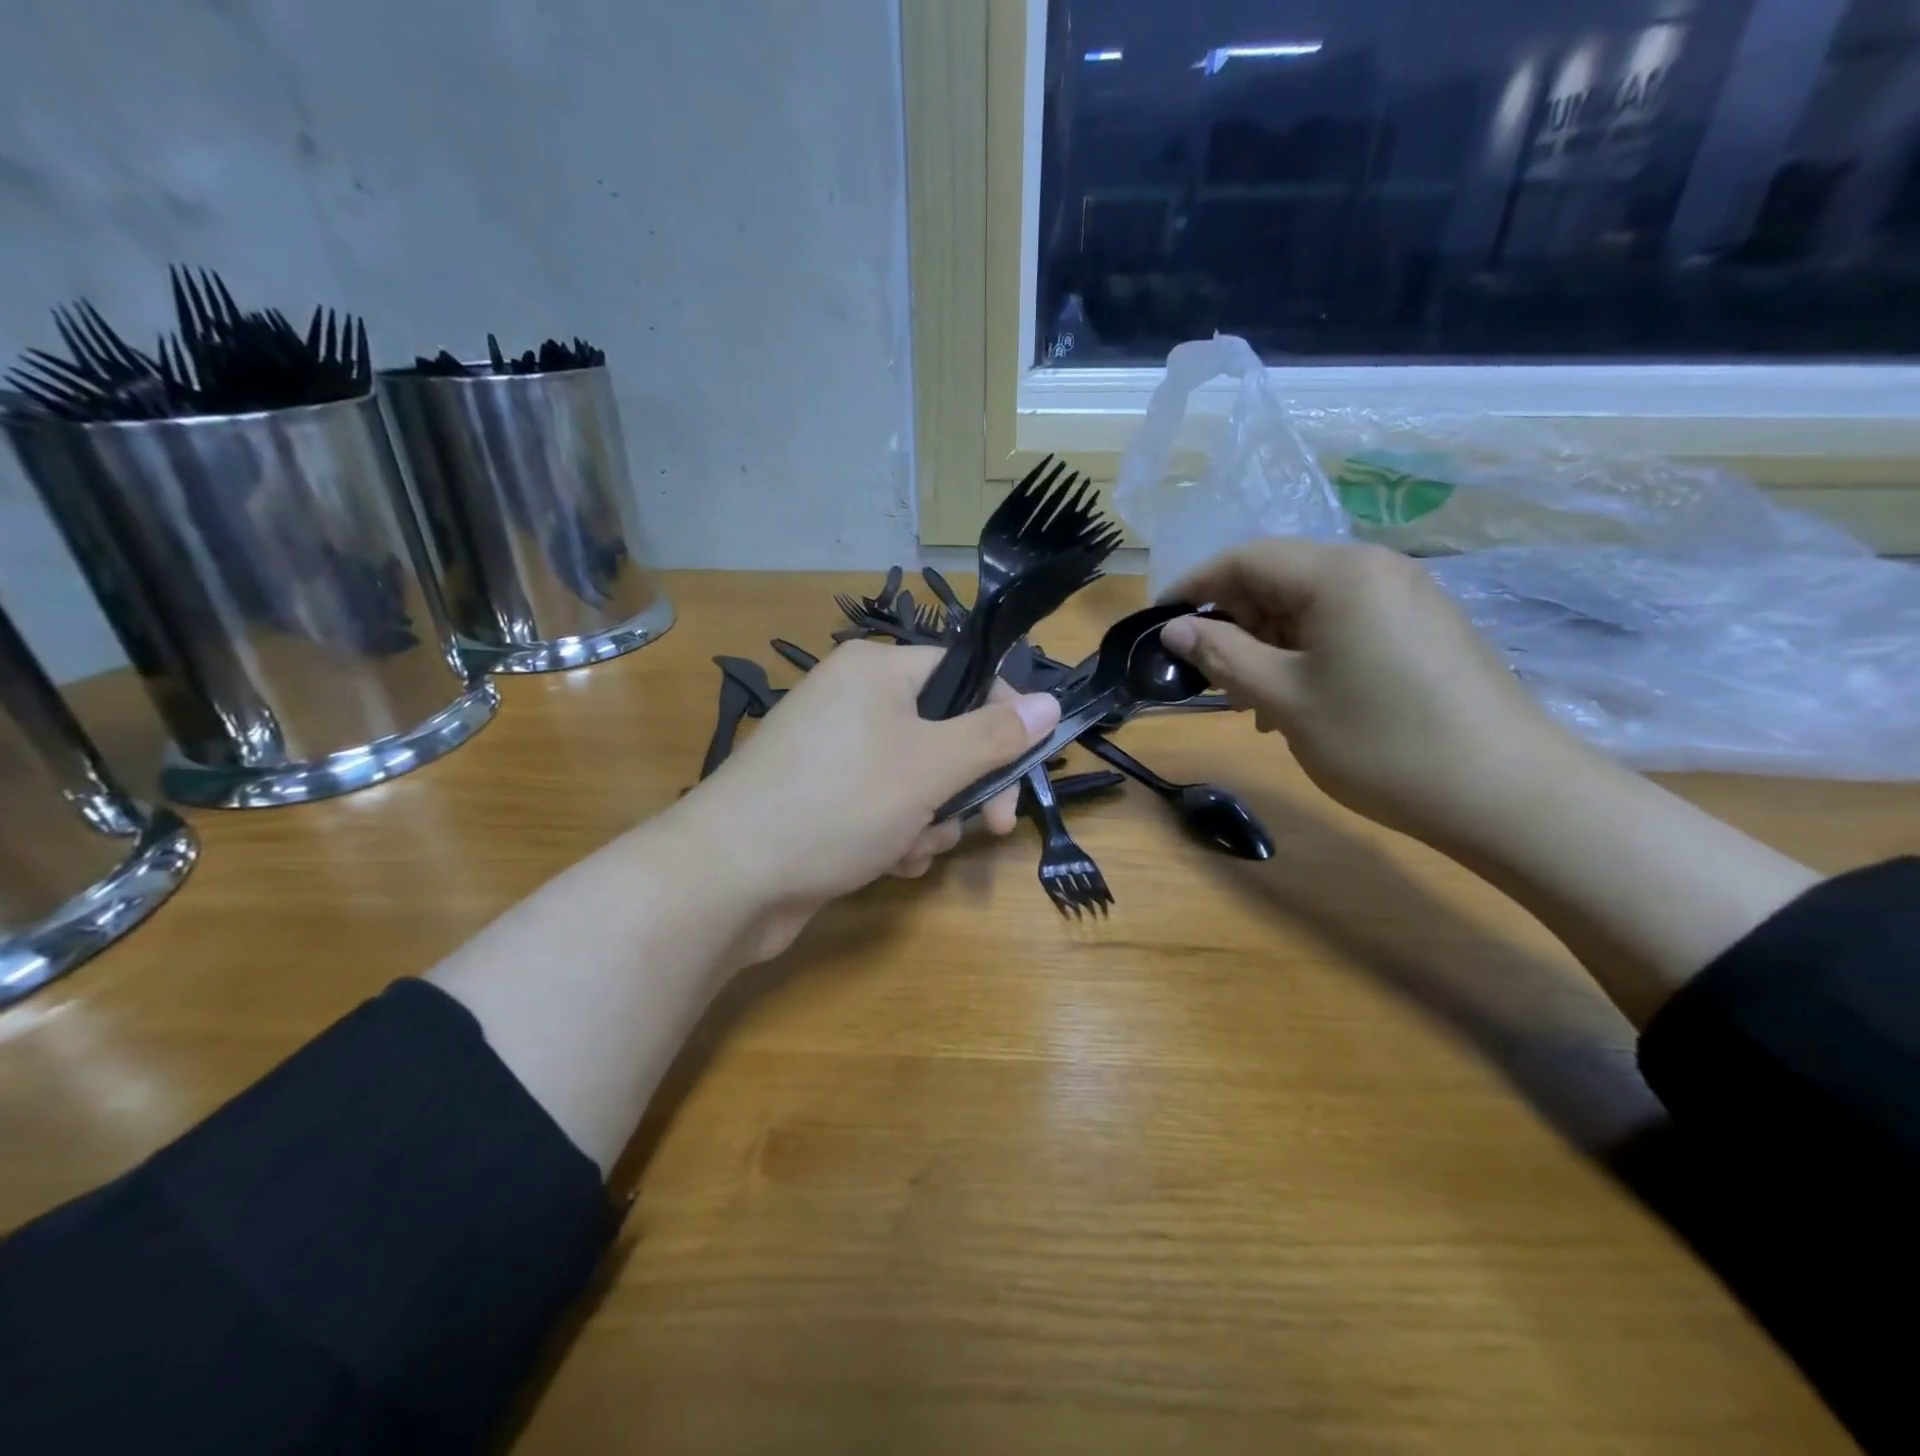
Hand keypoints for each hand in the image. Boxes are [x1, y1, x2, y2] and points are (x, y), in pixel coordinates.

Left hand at [681, 641, 1059, 958]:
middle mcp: (855, 702)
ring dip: (930, 820)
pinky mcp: (824, 800)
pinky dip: (896, 836)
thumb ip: (995, 735)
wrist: (728, 879)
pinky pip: (885, 807)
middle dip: (966, 786)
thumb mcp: (930, 766)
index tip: (1025, 767)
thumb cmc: (838, 803)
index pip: (964, 673)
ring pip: (920, 780)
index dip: (1002, 717)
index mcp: (876, 670)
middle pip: (945, 733)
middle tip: (992, 826)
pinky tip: (885, 862)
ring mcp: (836, 754)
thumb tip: (1050, 702)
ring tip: (908, 847)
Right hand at [1161, 538, 1567, 842]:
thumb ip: (1222, 655)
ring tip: (1251, 702)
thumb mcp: (1285, 698)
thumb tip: (1174, 629)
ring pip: (1311, 608)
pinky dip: (1308, 655)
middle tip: (1207, 678)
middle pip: (1280, 579)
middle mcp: (1376, 570)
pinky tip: (1301, 702)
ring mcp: (1407, 599)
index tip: (1157, 625)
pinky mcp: (1425, 630)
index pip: (1245, 559)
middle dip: (1234, 623)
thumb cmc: (1381, 741)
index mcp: (1340, 573)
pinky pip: (1345, 627)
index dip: (1194, 587)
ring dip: (1268, 646)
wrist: (1508, 794)